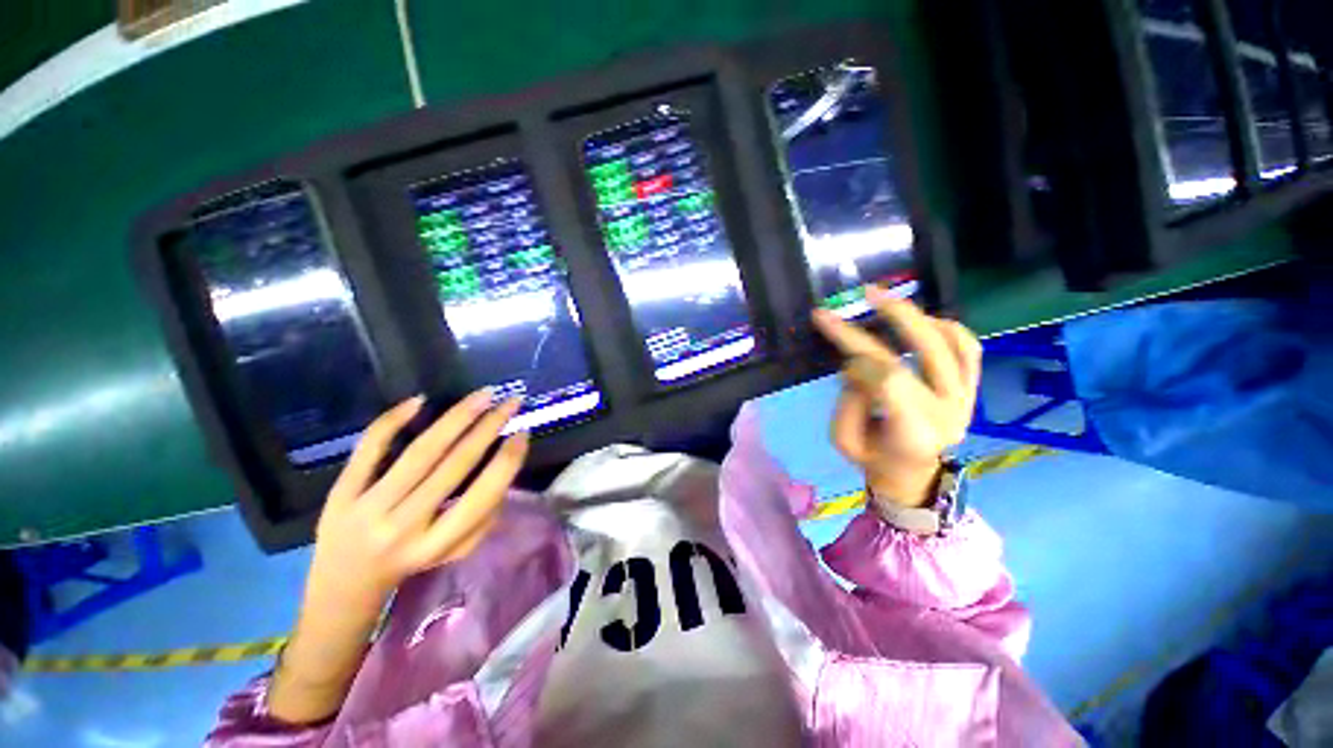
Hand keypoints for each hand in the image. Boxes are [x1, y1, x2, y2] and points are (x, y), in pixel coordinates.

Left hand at [309, 390, 529, 608]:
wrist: (342, 585)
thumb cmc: (412, 563)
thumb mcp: (456, 551)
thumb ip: (484, 515)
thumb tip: (503, 465)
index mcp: (438, 544)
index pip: (483, 495)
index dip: (508, 460)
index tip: (523, 432)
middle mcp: (405, 525)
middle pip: (455, 465)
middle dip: (490, 427)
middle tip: (511, 401)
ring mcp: (369, 507)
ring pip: (421, 453)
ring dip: (457, 418)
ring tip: (483, 395)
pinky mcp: (342, 492)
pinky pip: (369, 450)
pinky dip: (393, 422)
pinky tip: (419, 401)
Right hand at [812, 287, 981, 507]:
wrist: (911, 473)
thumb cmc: (872, 457)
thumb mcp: (844, 439)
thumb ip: (848, 401)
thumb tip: (856, 363)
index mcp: (915, 433)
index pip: (890, 379)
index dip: (859, 356)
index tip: (834, 347)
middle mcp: (948, 411)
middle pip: (923, 351)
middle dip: (892, 316)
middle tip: (865, 293)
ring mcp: (965, 398)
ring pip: (950, 343)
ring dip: (918, 316)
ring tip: (886, 301)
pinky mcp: (971, 389)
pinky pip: (969, 349)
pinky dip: (948, 327)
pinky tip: (923, 319)